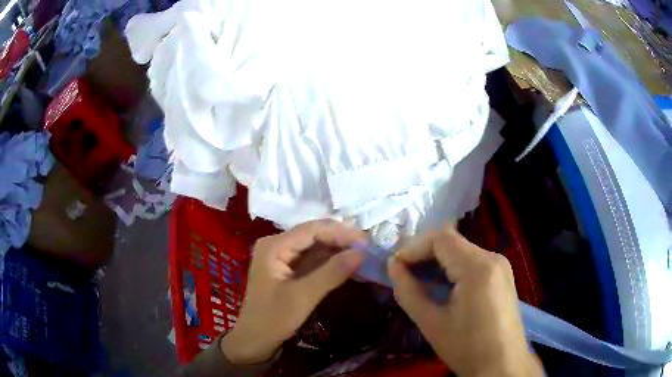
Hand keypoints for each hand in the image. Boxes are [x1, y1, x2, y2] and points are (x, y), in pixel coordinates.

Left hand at [221, 220, 365, 363]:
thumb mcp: (303, 296)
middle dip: (340, 239)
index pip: (311, 230)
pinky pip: (313, 259)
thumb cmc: (273, 318)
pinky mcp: (288, 269)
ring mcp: (282, 256)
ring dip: (338, 249)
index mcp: (274, 245)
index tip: (366, 241)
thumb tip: (361, 251)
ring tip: (363, 253)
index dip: (340, 232)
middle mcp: (277, 244)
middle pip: (314, 235)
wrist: (255, 340)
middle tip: (369, 247)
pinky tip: (348, 263)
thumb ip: (332, 272)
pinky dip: (330, 261)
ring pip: (315, 246)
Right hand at [388, 228, 542, 376]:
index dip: (413, 247)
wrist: (502, 365)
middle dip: (423, 254)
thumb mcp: (432, 324)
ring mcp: (500, 266)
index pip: (441, 238)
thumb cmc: (467, 348)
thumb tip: (393, 266)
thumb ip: (409, 292)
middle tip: (401, 273)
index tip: (394, 265)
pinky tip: (441, 287)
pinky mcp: (502, 276)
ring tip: (417, 281)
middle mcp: (493, 258)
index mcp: (478, 267)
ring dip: (437, 262)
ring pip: (462, 251)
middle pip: (452, 242)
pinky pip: (472, 262)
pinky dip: (452, 269)